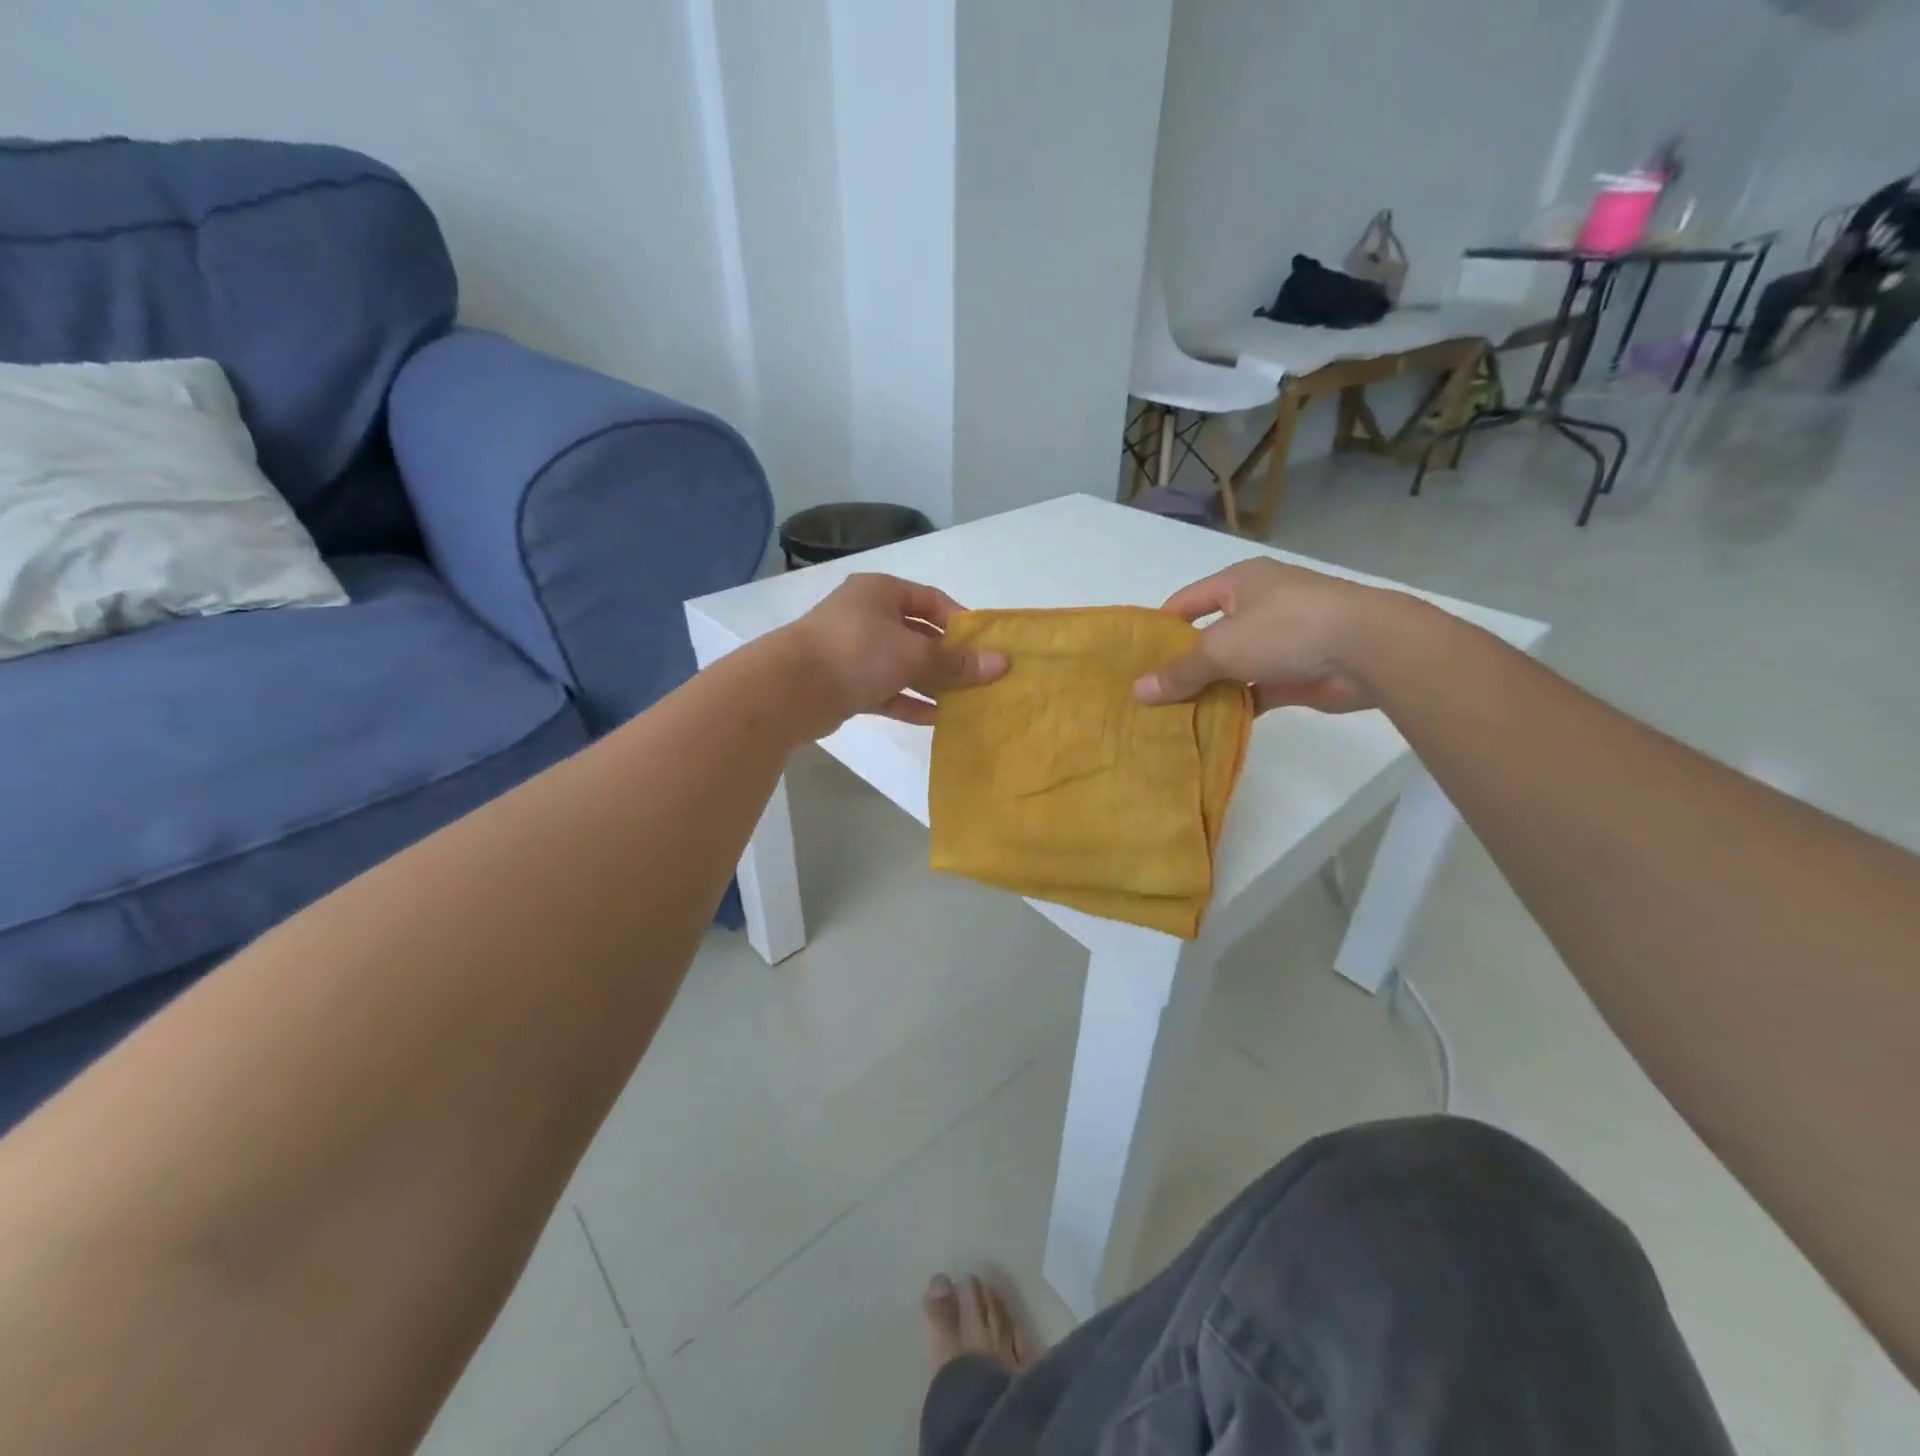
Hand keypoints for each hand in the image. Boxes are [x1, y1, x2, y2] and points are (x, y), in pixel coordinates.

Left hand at [782, 573, 1006, 734]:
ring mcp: (854, 651)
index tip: (984, 646)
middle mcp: (866, 616)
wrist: (790, 689)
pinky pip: (886, 691)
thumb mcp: (914, 654)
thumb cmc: (857, 652)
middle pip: (918, 634)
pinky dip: (909, 702)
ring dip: (931, 683)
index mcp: (881, 592)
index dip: (960, 621)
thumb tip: (1002, 664)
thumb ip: (956, 662)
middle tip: (979, 678)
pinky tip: (936, 719)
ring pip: (902, 666)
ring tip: (965, 702)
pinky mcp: (845, 684)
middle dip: (948, 657)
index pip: (931, 600)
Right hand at [1132, 558, 1391, 713]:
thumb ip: (1181, 671)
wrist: (1368, 648)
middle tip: (1150, 693)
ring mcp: (1281, 640)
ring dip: (1209, 688)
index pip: (1186, 602)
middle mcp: (1259, 606)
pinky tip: (1210, 726)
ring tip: (1172, 715)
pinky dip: (1237, 706)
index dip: (1160, 627)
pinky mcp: (1297, 672)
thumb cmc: (1286, 629)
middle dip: (1182, 664)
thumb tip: (1139, 691)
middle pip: (1208, 637)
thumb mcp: (1221, 647)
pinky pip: (1256, 690)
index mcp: (1239, 583)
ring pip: (1232, 666)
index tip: (1135, 658)